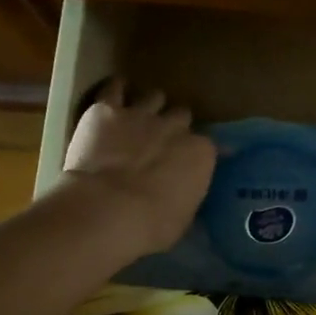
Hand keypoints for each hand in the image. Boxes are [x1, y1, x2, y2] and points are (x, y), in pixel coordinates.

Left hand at [59, 78, 215, 254]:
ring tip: (139, 115)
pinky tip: (115, 92)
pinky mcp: (107, 110)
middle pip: (181, 115)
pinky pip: (114, 89)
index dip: (196, 153)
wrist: (108, 210)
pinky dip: (116, 89)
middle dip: (174, 125)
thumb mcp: (183, 217)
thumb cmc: (153, 225)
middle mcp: (175, 127)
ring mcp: (141, 115)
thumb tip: (184, 193)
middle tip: (162, 139)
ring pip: (153, 97)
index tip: (189, 162)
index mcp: (200, 153)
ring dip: (149, 106)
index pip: (207, 146)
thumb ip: (187, 195)